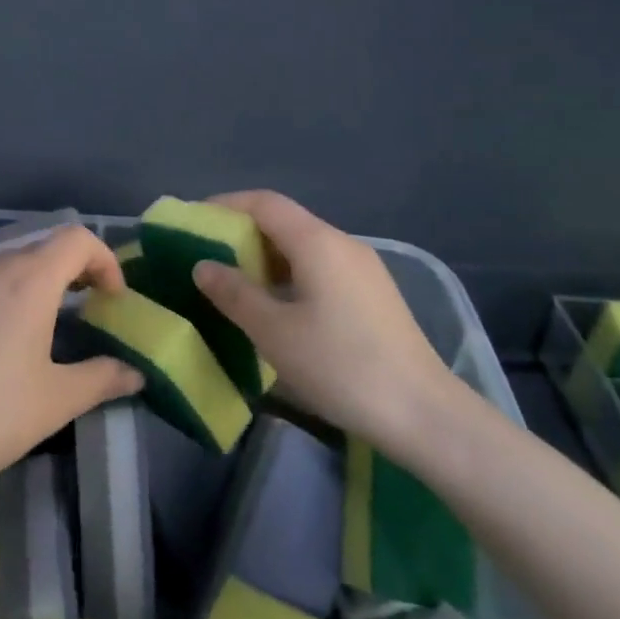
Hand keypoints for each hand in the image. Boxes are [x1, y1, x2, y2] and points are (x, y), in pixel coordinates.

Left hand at [0, 226, 143, 509]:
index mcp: (30, 281)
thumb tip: (135, 374)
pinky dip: (4, 296)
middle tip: (88, 309)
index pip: (77, 239)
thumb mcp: (57, 400)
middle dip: (74, 271)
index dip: (104, 260)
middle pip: (44, 249)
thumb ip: (102, 378)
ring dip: (38, 283)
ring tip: (46, 326)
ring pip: (10, 265)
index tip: (112, 298)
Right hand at [191, 191, 455, 460]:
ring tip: (235, 284)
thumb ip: (234, 293)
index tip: (194, 222)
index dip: (225, 205)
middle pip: (284, 221)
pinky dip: (290, 274)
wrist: (425, 415)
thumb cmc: (341, 366)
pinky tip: (278, 306)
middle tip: (208, 257)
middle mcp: (342, 244)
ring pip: (303, 247)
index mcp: (317, 242)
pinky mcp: (373, 294)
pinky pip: (321, 267)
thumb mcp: (274, 332)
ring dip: (266, 257)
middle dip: (242, 233)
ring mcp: (363, 269)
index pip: (263, 203)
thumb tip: (203, 265)